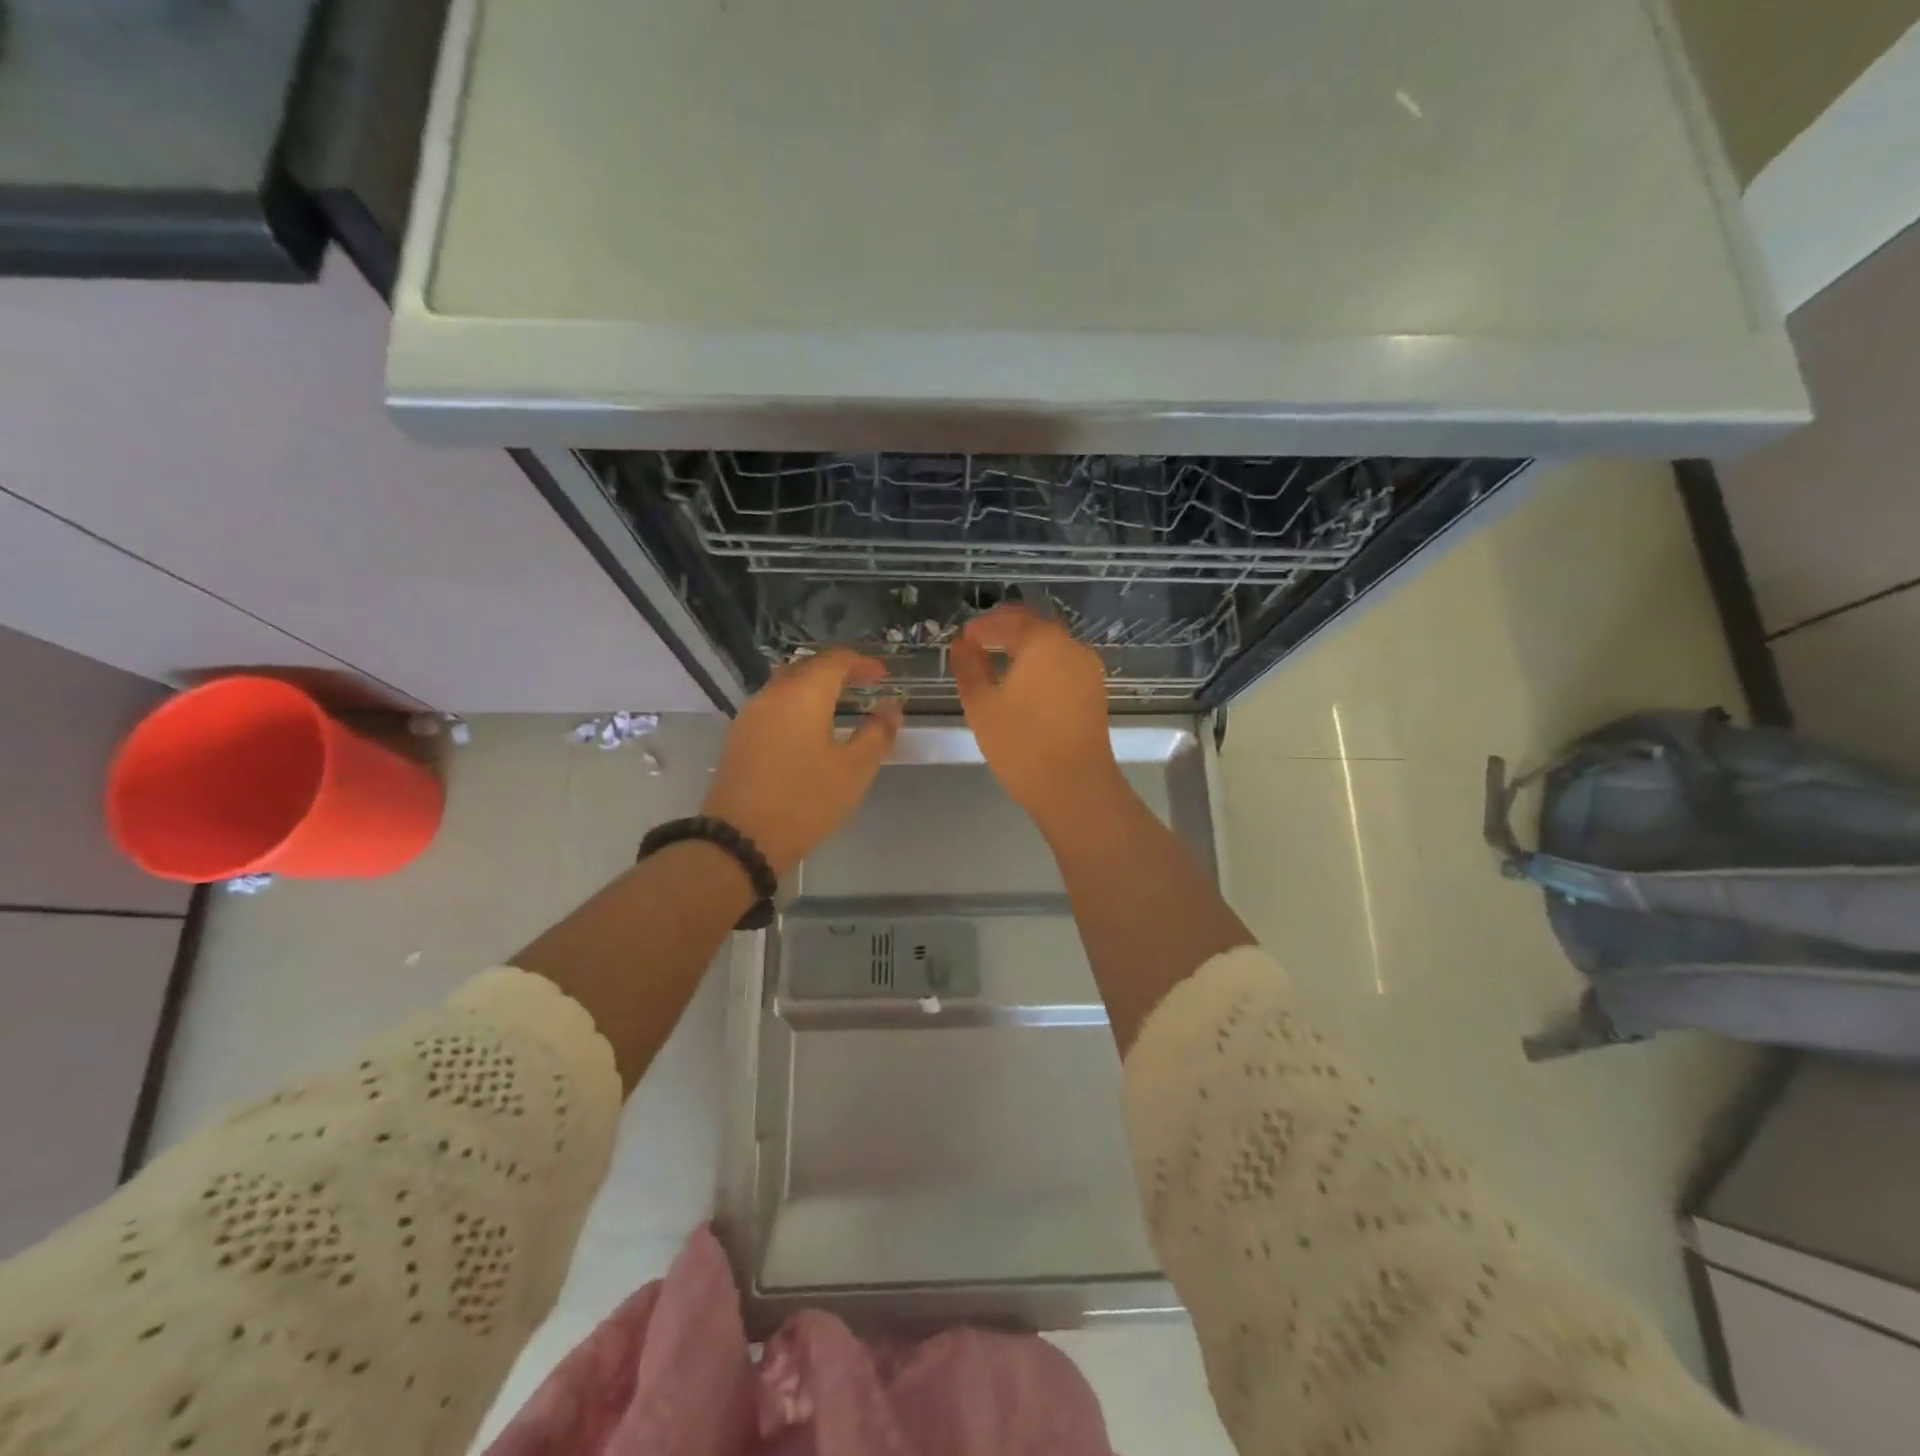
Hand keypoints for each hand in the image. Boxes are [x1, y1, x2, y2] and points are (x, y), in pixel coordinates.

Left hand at [702, 651, 902, 874]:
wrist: (740, 838)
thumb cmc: (805, 800)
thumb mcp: (854, 770)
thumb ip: (877, 733)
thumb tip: (891, 708)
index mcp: (803, 694)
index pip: (836, 660)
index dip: (863, 663)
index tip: (883, 676)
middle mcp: (773, 694)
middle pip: (808, 667)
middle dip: (838, 672)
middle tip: (864, 686)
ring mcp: (750, 714)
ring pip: (787, 685)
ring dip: (815, 688)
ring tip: (839, 706)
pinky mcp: (739, 736)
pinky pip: (774, 705)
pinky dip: (797, 706)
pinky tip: (809, 729)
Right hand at [951, 605, 1125, 830]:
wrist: (1075, 787)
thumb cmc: (1022, 743)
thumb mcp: (982, 705)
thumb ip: (969, 668)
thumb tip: (962, 645)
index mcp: (1044, 642)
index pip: (1011, 619)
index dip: (984, 625)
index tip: (963, 637)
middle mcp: (1072, 648)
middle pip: (1035, 628)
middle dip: (1005, 631)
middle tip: (978, 644)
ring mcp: (1088, 671)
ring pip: (1052, 648)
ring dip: (1025, 649)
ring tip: (997, 665)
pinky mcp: (1094, 694)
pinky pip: (1063, 668)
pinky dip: (1041, 667)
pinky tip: (1022, 686)